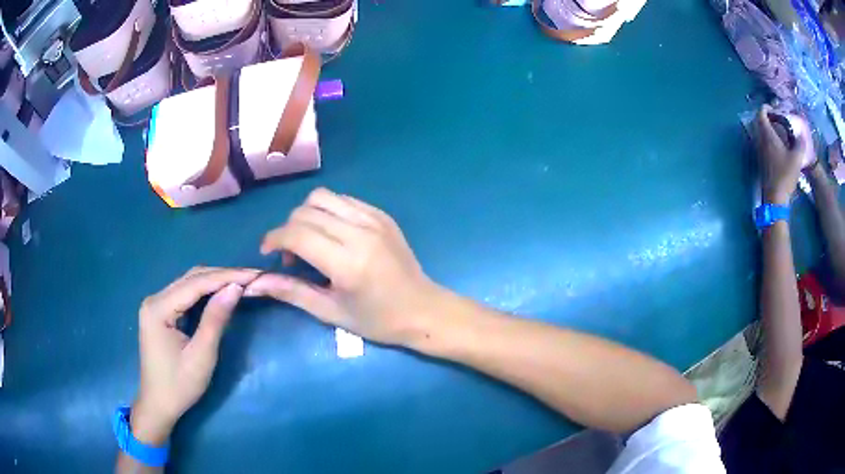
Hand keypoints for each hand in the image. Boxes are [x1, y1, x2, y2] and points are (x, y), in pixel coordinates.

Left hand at [132, 267, 259, 444]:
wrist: (158, 404)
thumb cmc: (179, 385)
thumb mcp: (201, 355)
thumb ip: (216, 319)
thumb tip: (235, 288)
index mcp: (158, 308)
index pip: (196, 283)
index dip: (226, 276)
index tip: (254, 274)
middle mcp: (154, 299)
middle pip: (191, 278)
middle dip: (222, 276)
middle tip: (252, 278)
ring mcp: (156, 304)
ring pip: (189, 283)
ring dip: (214, 281)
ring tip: (241, 283)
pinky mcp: (160, 312)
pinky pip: (185, 294)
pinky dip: (205, 291)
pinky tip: (220, 294)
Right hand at [245, 188, 438, 345]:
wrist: (423, 310)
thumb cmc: (378, 320)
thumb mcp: (331, 312)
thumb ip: (292, 292)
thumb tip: (255, 284)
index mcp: (348, 262)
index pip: (297, 233)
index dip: (274, 239)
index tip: (267, 253)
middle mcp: (360, 233)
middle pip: (306, 211)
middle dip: (288, 230)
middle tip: (292, 257)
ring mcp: (374, 219)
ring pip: (323, 197)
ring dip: (306, 216)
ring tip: (310, 242)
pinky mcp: (382, 215)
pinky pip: (344, 200)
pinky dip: (328, 212)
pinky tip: (333, 235)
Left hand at [755, 105, 814, 204]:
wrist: (775, 197)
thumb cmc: (786, 175)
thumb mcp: (796, 159)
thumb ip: (800, 144)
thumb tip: (803, 135)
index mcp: (767, 135)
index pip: (761, 114)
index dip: (766, 108)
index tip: (774, 109)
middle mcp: (760, 140)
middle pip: (759, 121)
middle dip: (766, 117)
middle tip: (777, 119)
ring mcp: (758, 150)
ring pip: (759, 132)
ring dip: (767, 128)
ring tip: (778, 131)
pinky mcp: (760, 160)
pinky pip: (761, 142)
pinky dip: (767, 138)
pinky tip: (777, 145)